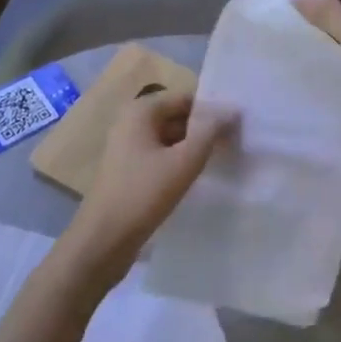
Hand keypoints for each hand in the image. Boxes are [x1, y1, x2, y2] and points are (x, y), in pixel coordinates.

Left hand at [62, 90, 236, 285]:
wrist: (101, 243)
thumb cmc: (142, 195)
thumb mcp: (183, 162)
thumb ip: (210, 133)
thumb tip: (232, 110)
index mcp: (141, 111)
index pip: (187, 99)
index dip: (213, 110)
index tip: (238, 127)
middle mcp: (131, 122)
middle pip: (178, 117)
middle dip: (204, 129)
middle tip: (236, 144)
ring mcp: (128, 147)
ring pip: (171, 138)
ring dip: (194, 147)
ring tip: (224, 160)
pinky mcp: (129, 171)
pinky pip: (161, 156)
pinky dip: (180, 162)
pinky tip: (200, 176)